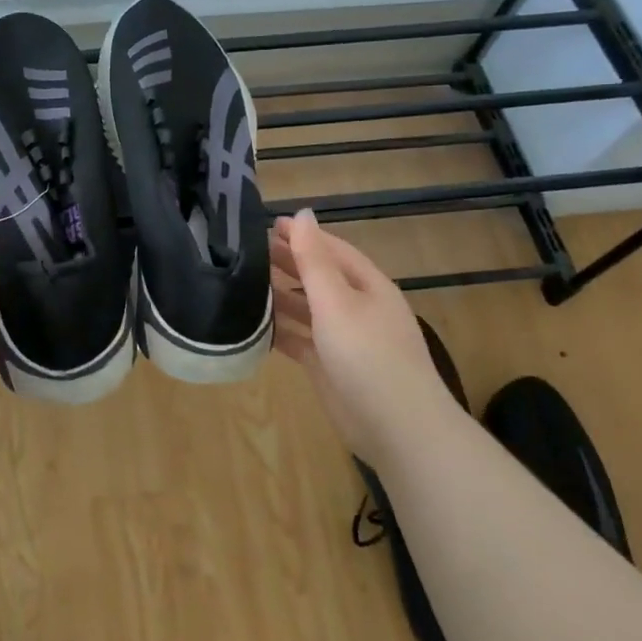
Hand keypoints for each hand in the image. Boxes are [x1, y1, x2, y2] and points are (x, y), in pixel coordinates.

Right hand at [271, 209, 462, 454]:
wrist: (396, 426)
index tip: (267, 225)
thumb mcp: (337, 301)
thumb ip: (314, 260)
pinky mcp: (328, 366)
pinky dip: (279, 331)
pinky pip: (300, 340)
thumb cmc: (368, 354)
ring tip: (244, 283)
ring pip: (307, 309)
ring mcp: (343, 339)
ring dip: (280, 296)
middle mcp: (357, 308)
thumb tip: (303, 214)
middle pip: (318, 278)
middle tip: (249, 251)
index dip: (303, 236)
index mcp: (368, 286)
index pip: (332, 250)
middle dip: (288, 263)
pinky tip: (254, 325)